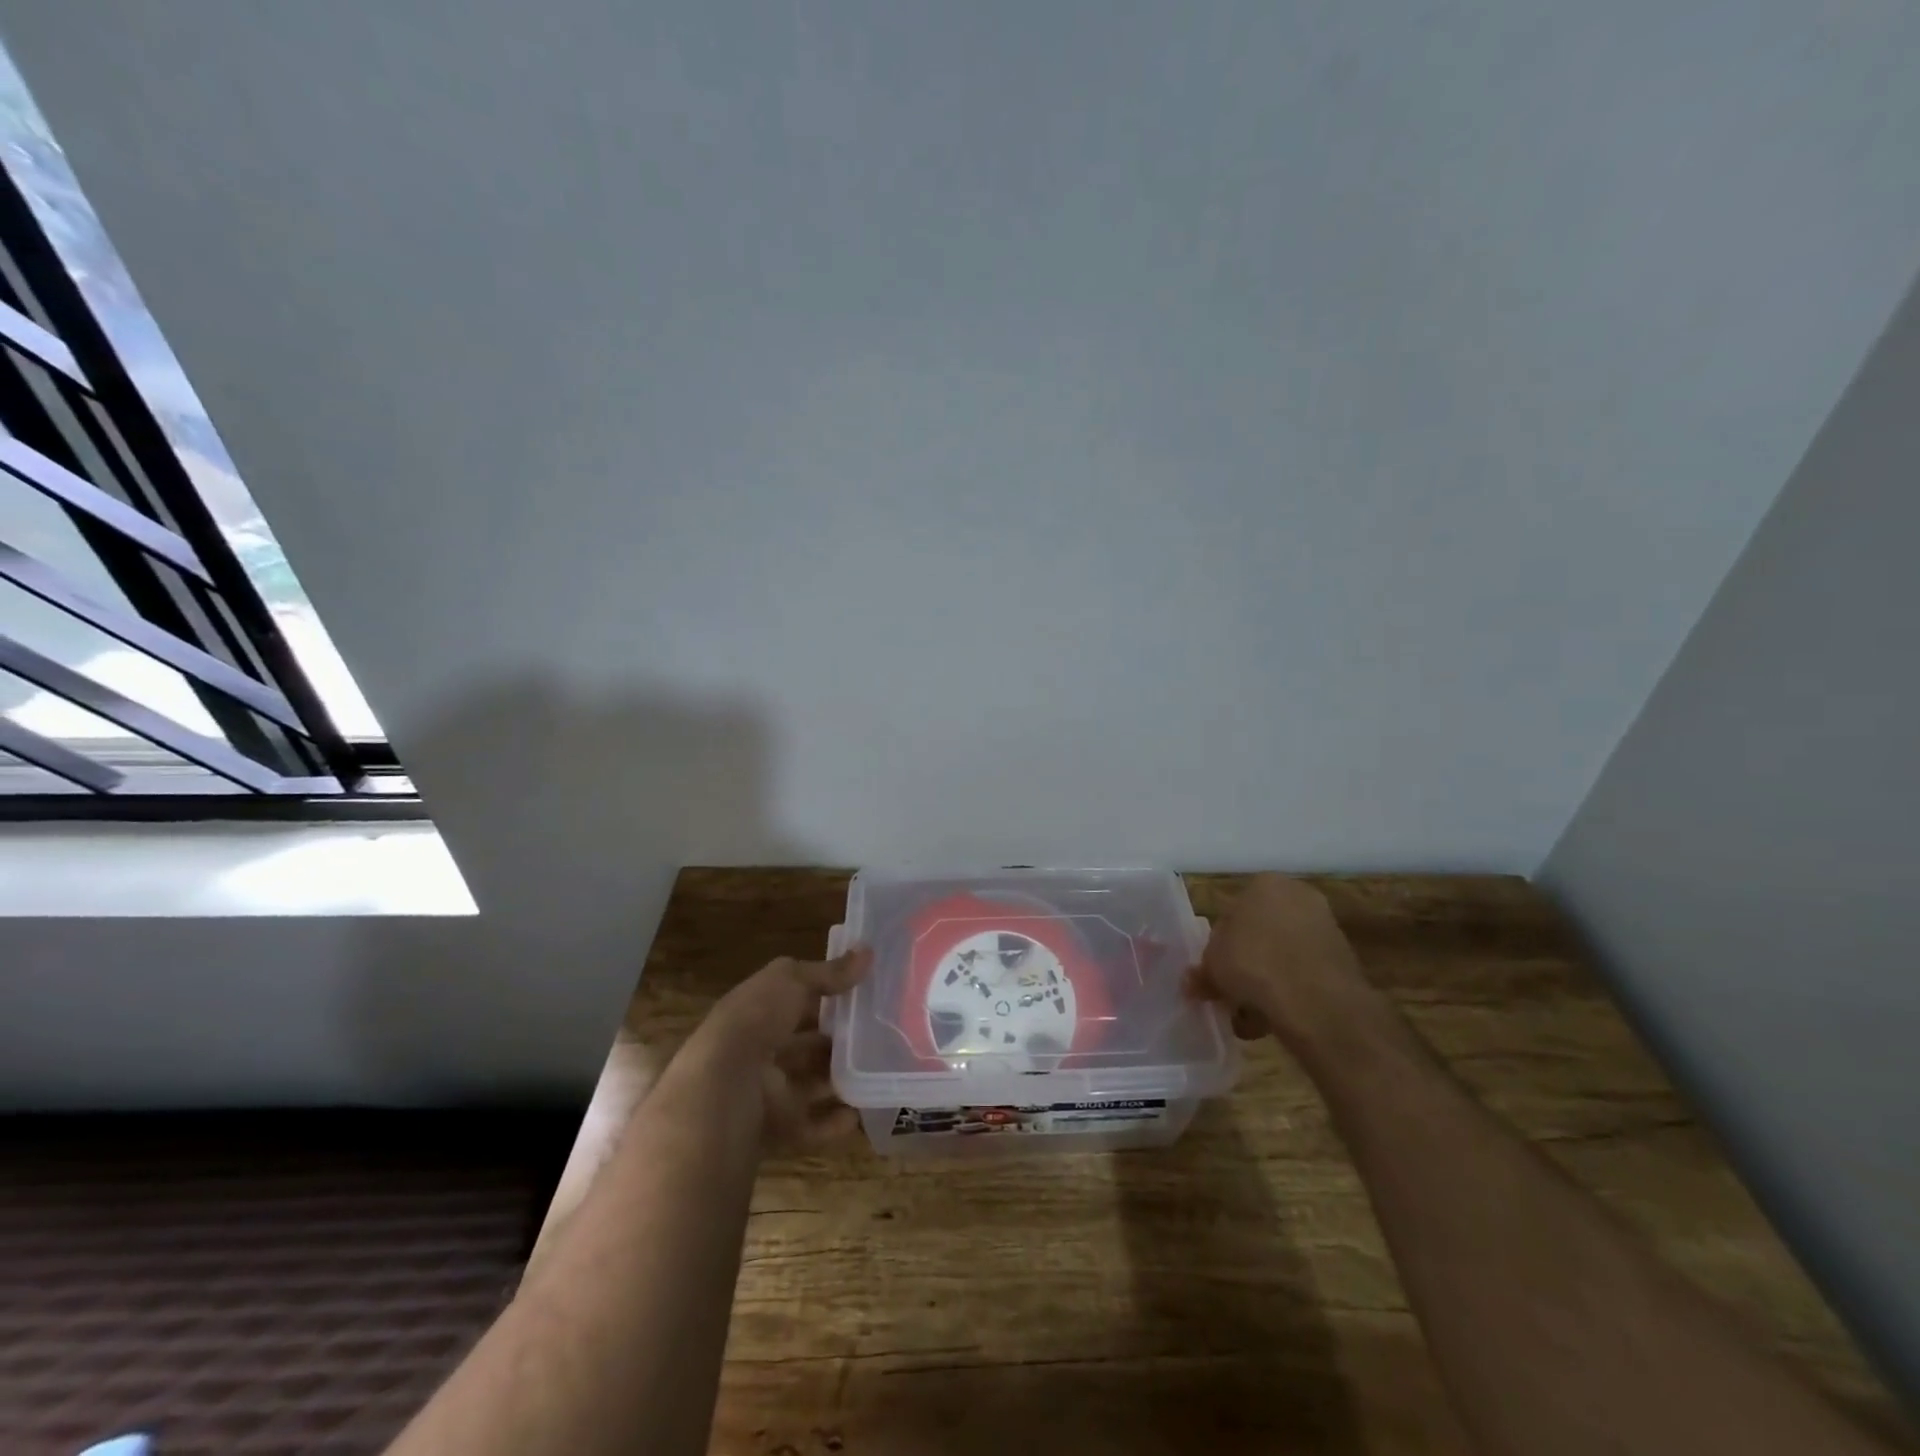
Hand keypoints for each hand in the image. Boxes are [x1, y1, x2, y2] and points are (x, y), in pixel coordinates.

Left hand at [691, 946, 872, 1150]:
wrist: (724, 1087)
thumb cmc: (755, 1020)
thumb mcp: (791, 980)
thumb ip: (829, 972)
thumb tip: (868, 952)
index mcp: (755, 1012)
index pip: (793, 1001)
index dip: (824, 996)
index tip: (861, 993)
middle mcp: (758, 1052)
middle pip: (803, 1045)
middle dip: (834, 1041)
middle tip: (876, 1034)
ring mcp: (766, 1092)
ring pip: (808, 1085)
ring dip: (838, 1080)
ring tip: (877, 1071)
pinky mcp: (776, 1128)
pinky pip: (810, 1127)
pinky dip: (833, 1123)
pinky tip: (858, 1113)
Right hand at [1186, 874, 1373, 1051]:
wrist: (1316, 1001)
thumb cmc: (1254, 964)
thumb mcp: (1212, 964)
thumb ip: (1203, 969)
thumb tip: (1194, 981)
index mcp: (1264, 884)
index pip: (1233, 910)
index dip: (1221, 943)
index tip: (1215, 969)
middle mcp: (1298, 896)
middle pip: (1260, 933)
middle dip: (1245, 963)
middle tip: (1229, 991)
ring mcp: (1325, 927)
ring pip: (1282, 956)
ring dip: (1266, 982)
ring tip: (1249, 1016)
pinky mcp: (1343, 960)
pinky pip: (1304, 975)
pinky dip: (1290, 993)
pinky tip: (1274, 1020)